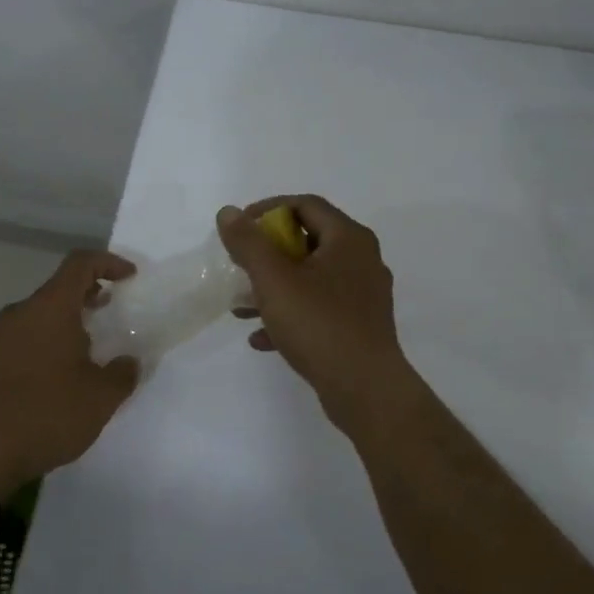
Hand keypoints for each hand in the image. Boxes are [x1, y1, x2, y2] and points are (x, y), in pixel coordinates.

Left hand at [0, 251, 139, 496]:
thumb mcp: (100, 398)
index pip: (80, 264)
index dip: (108, 263)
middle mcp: (19, 313)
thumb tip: (129, 362)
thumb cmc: (46, 414)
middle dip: (87, 296)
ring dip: (62, 325)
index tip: (129, 277)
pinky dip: (40, 346)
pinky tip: (50, 379)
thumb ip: (122, 374)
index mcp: (50, 308)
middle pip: (57, 290)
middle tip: (109, 314)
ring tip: (83, 353)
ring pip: (36, 317)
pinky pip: (18, 341)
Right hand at [217, 196, 421, 432]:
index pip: (305, 204)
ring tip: (241, 306)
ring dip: (274, 288)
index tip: (239, 228)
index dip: (267, 210)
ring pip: (311, 279)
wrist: (365, 389)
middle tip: (239, 265)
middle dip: (267, 253)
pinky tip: (261, 338)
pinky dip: (290, 315)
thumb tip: (228, 212)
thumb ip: (248, 243)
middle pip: (308, 240)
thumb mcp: (274, 279)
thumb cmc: (319, 324)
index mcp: (349, 239)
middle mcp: (362, 260)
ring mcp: (363, 295)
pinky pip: (319, 309)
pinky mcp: (359, 326)